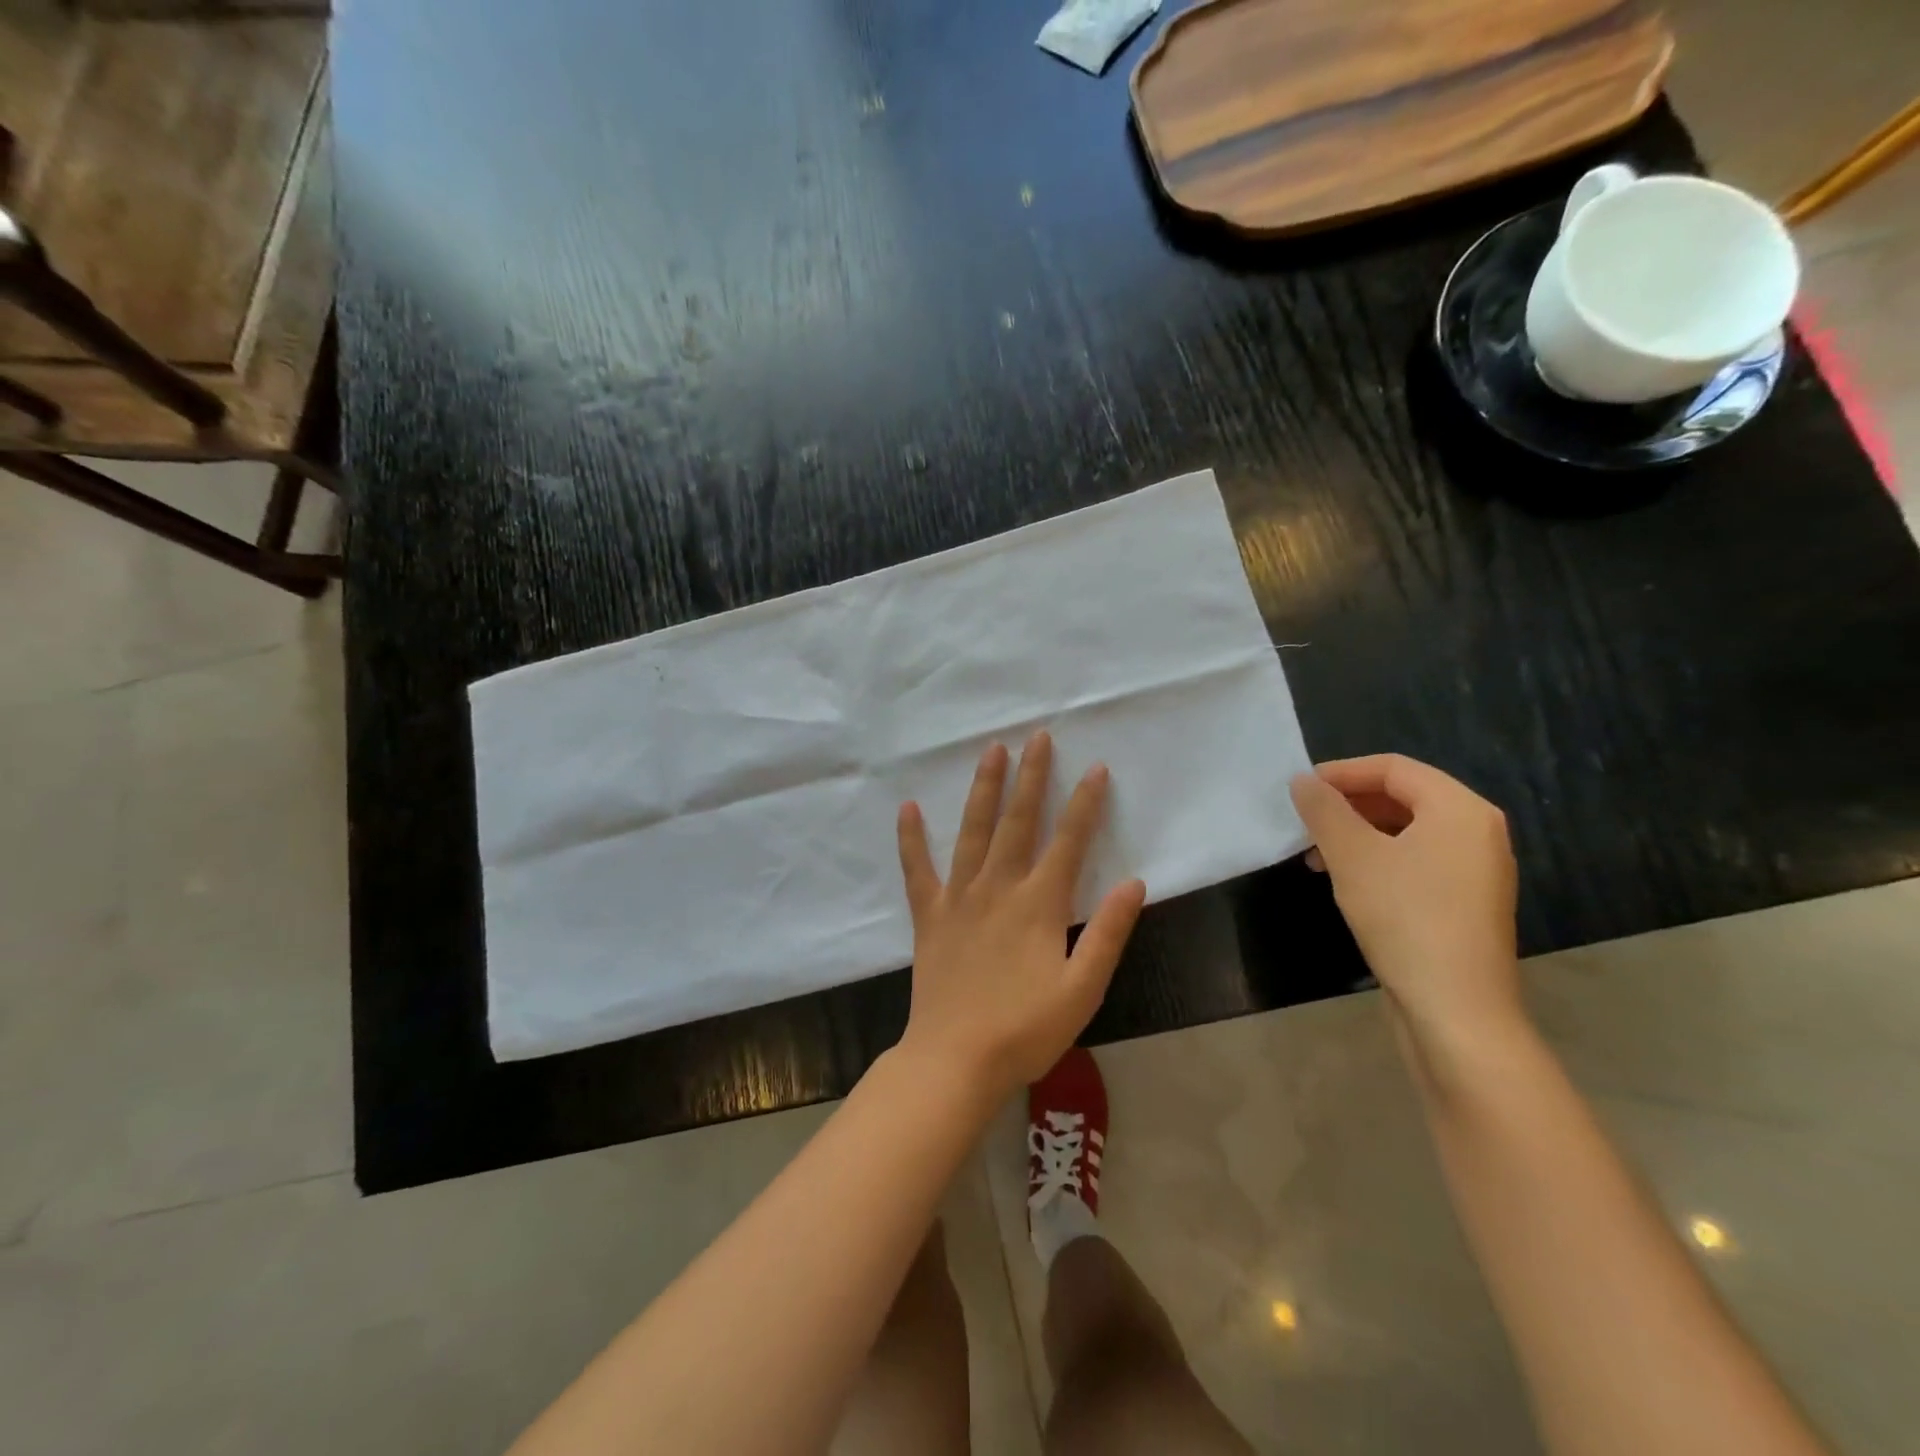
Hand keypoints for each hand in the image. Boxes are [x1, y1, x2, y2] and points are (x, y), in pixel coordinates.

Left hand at [896, 732, 1146, 1095]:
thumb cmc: (1025, 1030)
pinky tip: (908, 807)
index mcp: (1039, 905)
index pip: (1068, 842)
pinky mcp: (929, 915)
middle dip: (1031, 777)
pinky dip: (911, 838)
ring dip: (983, 789)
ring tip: (990, 751)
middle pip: (1018, 822)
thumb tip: (1135, 883)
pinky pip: (918, 869)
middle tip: (1037, 737)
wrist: (955, 1060)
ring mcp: (959, 898)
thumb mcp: (1083, 989)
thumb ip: (1110, 934)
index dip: (1084, 803)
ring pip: (972, 831)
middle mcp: (998, 888)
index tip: (1094, 768)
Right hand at [1290, 755, 1524, 1068]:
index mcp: (1461, 809)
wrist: (1456, 1010)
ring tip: (1317, 855)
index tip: (1300, 788)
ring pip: (1407, 831)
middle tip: (1306, 821)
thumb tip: (1303, 780)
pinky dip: (1378, 859)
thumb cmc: (1405, 918)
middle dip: (1348, 804)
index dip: (1342, 772)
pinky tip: (1347, 881)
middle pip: (1403, 797)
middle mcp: (1478, 832)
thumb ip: (1324, 811)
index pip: (1394, 768)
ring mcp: (1477, 870)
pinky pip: (1417, 860)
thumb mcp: (1353, 857)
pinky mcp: (1466, 902)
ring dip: (1358, 834)